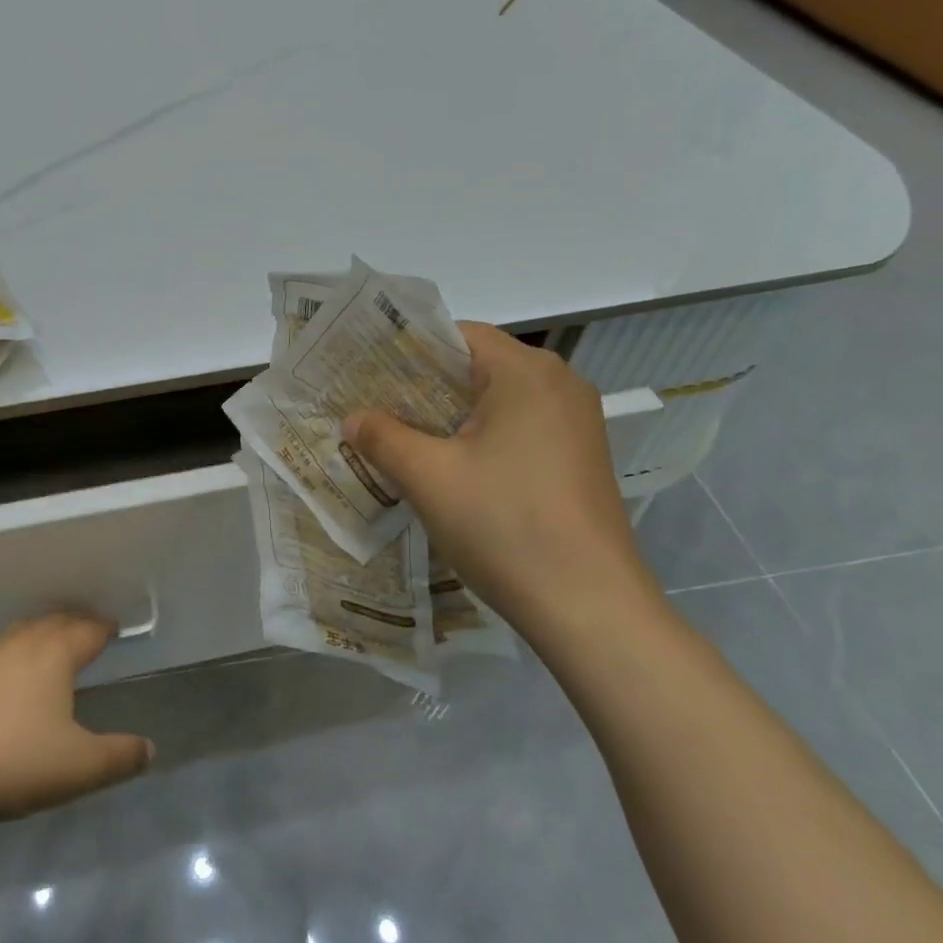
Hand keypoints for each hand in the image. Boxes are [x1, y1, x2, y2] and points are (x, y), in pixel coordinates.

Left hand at [0, 611, 154, 823]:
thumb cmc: (19, 761)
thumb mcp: (82, 766)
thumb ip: (120, 756)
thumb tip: (149, 749)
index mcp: (56, 654)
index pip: (87, 629)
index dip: (104, 628)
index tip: (116, 628)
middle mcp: (26, 645)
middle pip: (56, 620)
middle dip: (77, 621)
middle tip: (92, 627)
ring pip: (27, 629)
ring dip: (47, 628)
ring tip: (58, 639)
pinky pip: (7, 647)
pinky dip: (24, 645)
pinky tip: (20, 669)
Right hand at [343, 323, 655, 637]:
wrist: (589, 607)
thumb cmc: (504, 526)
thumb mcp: (429, 478)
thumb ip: (383, 437)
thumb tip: (352, 419)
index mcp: (527, 372)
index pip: (457, 335)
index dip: (407, 350)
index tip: (367, 374)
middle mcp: (559, 385)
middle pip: (476, 367)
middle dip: (422, 387)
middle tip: (373, 407)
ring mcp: (575, 424)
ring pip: (496, 402)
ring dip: (448, 417)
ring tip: (400, 439)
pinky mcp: (578, 458)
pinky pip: (518, 430)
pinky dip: (479, 439)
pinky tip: (448, 469)